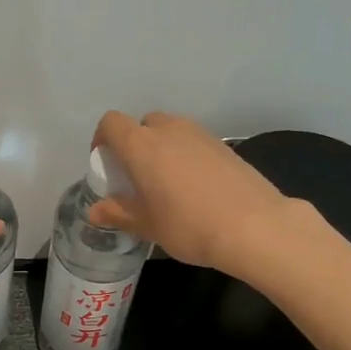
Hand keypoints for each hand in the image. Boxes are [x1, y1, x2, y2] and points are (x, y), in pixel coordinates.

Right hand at [87, 111, 294, 276]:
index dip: (103, 139)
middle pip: (143, 124)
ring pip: (171, 131)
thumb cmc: (189, 225)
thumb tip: (95, 210)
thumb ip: (119, 213)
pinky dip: (187, 156)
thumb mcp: (148, 226)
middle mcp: (169, 130)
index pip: (111, 123)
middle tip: (137, 177)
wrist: (255, 226)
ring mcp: (201, 134)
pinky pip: (195, 143)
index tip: (106, 165)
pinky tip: (197, 188)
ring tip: (167, 184)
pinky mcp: (225, 145)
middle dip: (135, 145)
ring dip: (163, 149)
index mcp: (142, 145)